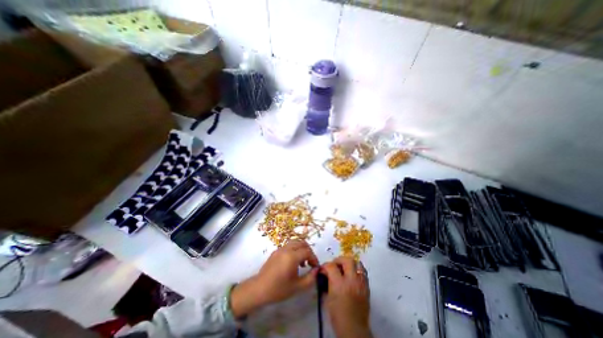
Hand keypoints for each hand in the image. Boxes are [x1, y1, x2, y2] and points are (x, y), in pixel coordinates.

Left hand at [230, 239, 319, 318]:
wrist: (259, 288)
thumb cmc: (279, 289)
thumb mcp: (297, 287)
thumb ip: (310, 278)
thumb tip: (317, 270)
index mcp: (292, 256)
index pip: (308, 251)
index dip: (314, 258)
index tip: (315, 267)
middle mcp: (287, 249)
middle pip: (302, 243)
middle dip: (309, 251)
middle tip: (310, 263)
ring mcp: (280, 248)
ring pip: (295, 242)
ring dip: (301, 249)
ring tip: (302, 263)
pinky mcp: (276, 251)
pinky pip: (289, 245)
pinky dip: (295, 250)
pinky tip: (293, 262)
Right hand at [323, 256, 375, 337]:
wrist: (353, 329)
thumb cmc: (337, 315)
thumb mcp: (327, 298)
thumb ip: (326, 283)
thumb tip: (324, 273)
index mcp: (339, 284)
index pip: (331, 266)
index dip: (325, 265)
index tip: (323, 269)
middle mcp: (351, 280)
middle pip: (347, 260)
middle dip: (339, 260)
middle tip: (335, 265)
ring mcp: (361, 283)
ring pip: (358, 263)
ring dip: (350, 263)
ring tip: (345, 269)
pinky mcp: (367, 287)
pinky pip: (363, 272)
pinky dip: (357, 270)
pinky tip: (352, 276)